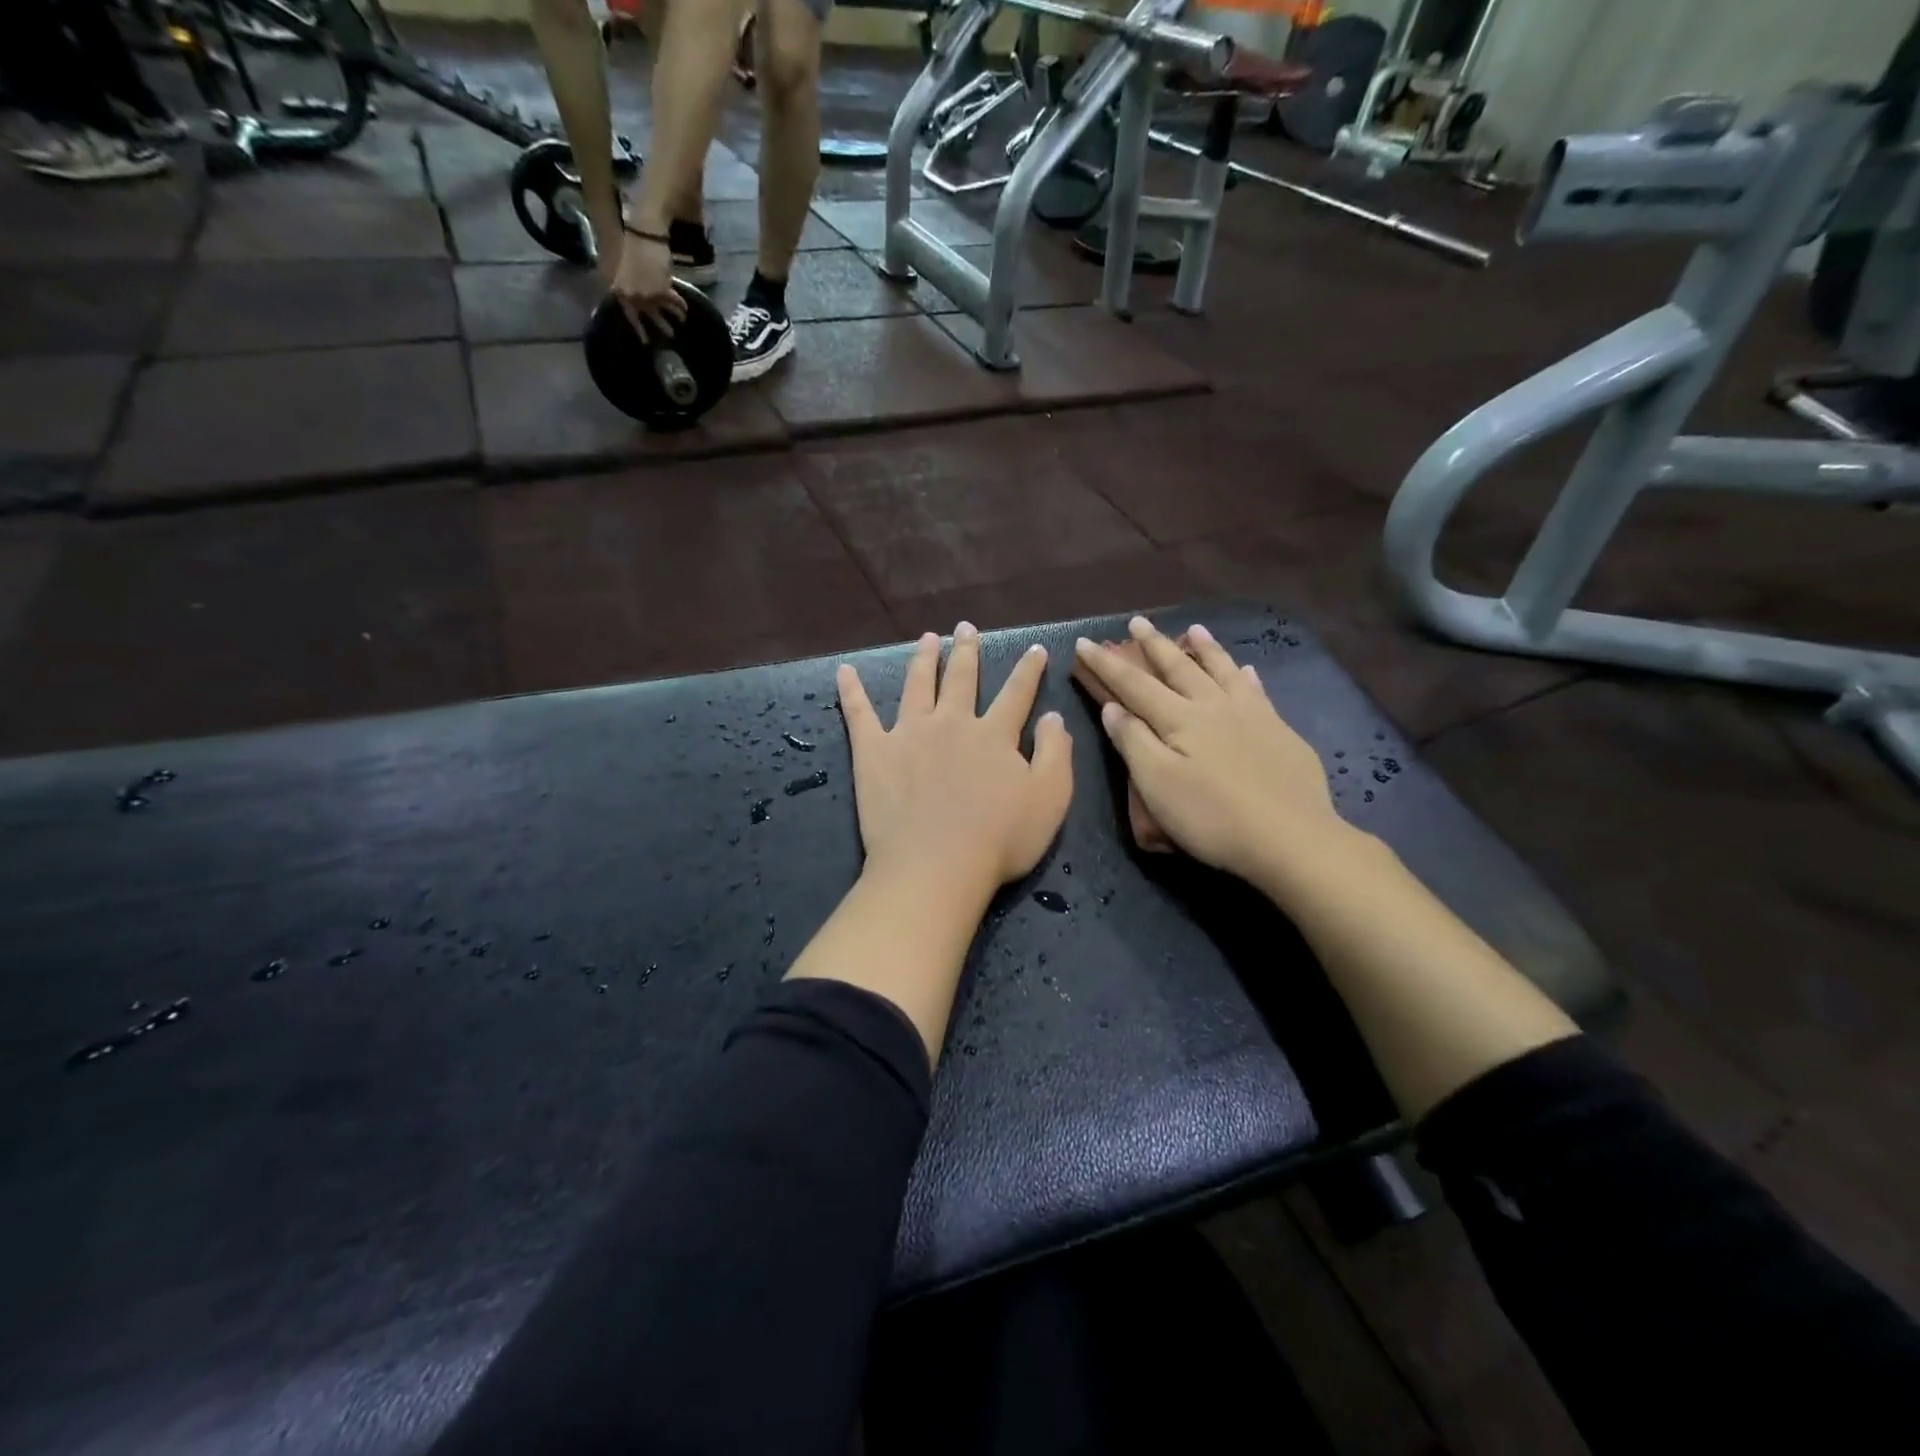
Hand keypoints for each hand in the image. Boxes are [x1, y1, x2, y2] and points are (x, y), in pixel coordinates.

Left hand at [602, 228, 686, 341]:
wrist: (645, 234)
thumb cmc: (635, 249)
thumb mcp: (626, 272)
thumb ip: (629, 289)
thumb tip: (637, 304)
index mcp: (622, 290)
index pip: (630, 315)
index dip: (639, 329)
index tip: (646, 342)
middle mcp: (634, 295)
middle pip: (648, 316)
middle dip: (659, 326)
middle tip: (669, 336)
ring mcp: (648, 294)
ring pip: (663, 311)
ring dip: (673, 318)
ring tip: (681, 323)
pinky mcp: (662, 290)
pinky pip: (673, 302)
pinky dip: (679, 305)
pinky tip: (685, 309)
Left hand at [838, 623, 1072, 898]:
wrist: (936, 867)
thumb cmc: (1000, 840)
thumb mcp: (1050, 799)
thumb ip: (1056, 753)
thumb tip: (1053, 716)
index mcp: (994, 734)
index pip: (1016, 693)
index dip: (1028, 670)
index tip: (1033, 649)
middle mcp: (951, 723)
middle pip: (961, 678)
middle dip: (967, 651)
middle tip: (966, 628)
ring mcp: (908, 733)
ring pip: (918, 685)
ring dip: (924, 659)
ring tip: (928, 638)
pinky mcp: (873, 752)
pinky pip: (859, 713)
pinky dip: (851, 690)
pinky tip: (844, 671)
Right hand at [1073, 616, 1340, 883]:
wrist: (1291, 838)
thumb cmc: (1212, 817)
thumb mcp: (1158, 784)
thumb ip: (1134, 742)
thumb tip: (1112, 707)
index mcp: (1179, 719)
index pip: (1134, 685)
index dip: (1107, 664)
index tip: (1084, 643)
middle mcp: (1213, 706)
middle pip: (1178, 668)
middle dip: (1154, 645)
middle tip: (1137, 621)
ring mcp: (1251, 716)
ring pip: (1222, 671)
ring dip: (1204, 649)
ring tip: (1193, 629)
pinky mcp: (1280, 732)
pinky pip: (1258, 691)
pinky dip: (1246, 676)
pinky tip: (1247, 669)